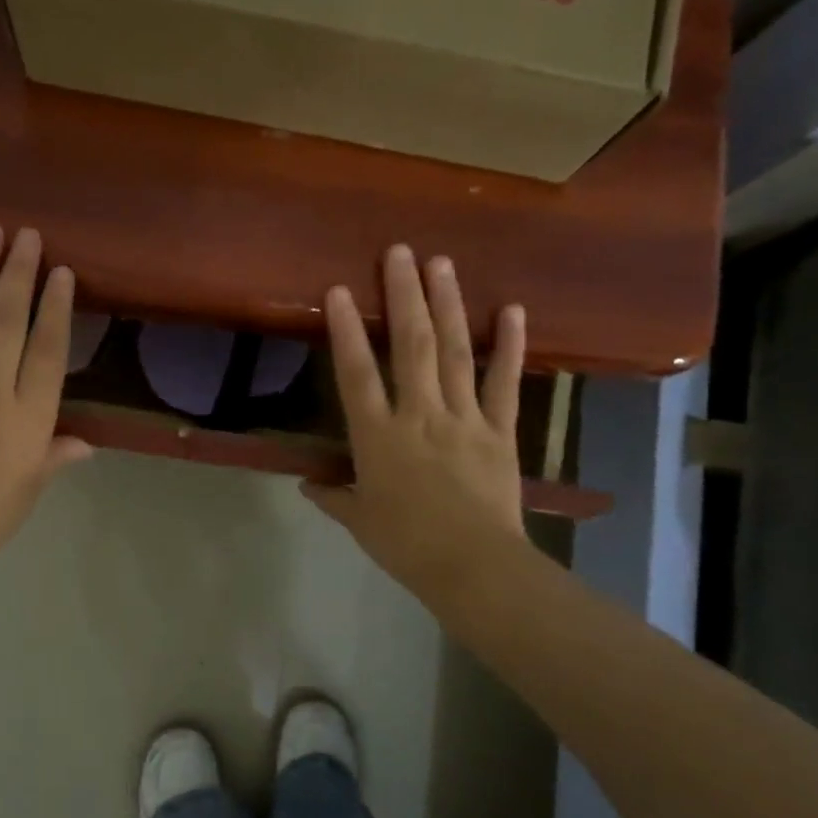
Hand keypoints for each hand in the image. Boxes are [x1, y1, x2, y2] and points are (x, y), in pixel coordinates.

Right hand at [304, 245, 526, 604]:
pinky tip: (511, 309)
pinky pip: (503, 382)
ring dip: (448, 305)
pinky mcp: (499, 430)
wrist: (473, 566)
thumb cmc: (406, 544)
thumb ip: (333, 496)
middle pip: (411, 346)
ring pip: (455, 352)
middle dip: (404, 295)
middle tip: (400, 251)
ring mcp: (463, 418)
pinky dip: (510, 346)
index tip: (338, 290)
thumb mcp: (359, 520)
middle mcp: (419, 414)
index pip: (356, 374)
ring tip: (442, 263)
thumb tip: (307, 484)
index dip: (345, 330)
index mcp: (378, 436)